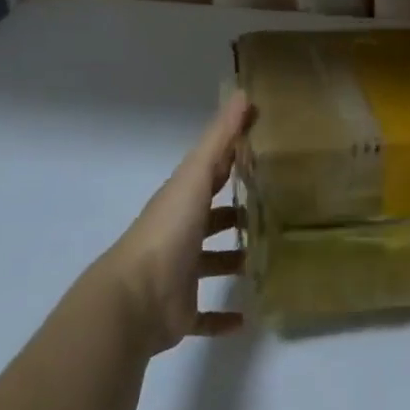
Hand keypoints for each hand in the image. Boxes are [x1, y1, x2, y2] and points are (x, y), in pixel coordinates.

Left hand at [101, 93, 250, 354]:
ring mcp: (180, 274)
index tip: (264, 152)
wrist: (134, 299)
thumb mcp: (195, 177)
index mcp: (181, 201)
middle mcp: (180, 234)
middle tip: (276, 210)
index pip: (209, 174)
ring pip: (211, 264)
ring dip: (233, 261)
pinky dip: (224, 317)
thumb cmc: (168, 232)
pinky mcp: (182, 311)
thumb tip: (242, 93)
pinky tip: (248, 316)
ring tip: (268, 258)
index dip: (232, 161)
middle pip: (211, 219)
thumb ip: (219, 139)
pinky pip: (206, 314)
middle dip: (236, 214)